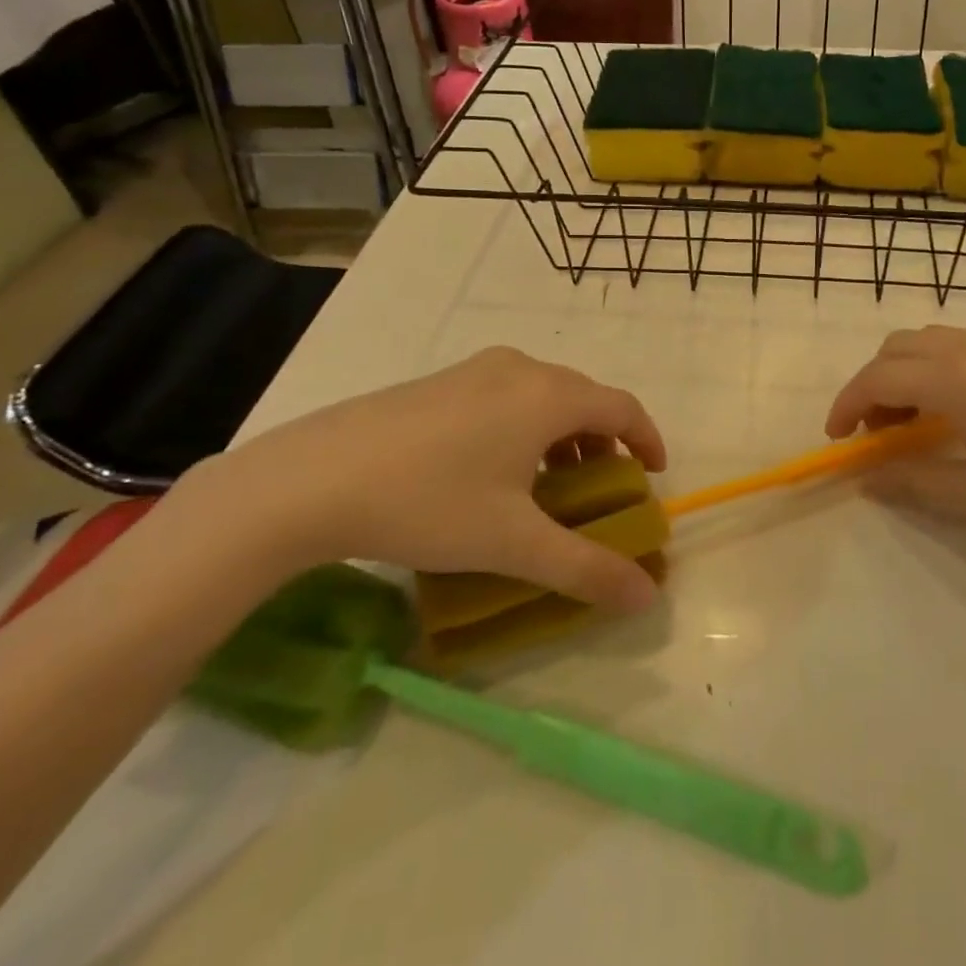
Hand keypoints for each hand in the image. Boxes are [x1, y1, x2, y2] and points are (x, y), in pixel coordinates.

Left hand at [191, 348, 665, 612]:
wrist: (311, 479)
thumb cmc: (429, 503)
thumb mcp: (514, 543)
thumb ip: (586, 569)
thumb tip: (648, 596)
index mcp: (548, 395)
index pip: (622, 407)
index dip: (647, 439)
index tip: (653, 475)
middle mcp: (519, 369)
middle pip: (583, 398)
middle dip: (604, 442)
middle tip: (602, 489)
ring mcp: (474, 370)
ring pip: (542, 396)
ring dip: (562, 436)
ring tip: (550, 486)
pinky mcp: (438, 382)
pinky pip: (505, 395)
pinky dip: (524, 427)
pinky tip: (494, 471)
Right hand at [825, 327, 965, 553]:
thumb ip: (917, 484)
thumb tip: (867, 480)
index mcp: (959, 381)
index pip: (879, 377)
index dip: (846, 404)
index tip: (837, 439)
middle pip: (900, 347)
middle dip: (874, 385)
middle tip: (877, 434)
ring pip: (933, 342)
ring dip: (908, 374)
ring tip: (918, 426)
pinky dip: (941, 371)